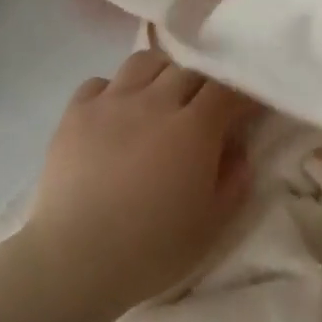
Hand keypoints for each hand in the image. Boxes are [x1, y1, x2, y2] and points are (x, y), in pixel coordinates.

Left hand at [25, 50, 258, 315]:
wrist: (75, 259)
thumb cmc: (151, 249)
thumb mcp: (212, 225)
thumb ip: (234, 180)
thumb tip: (237, 148)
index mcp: (194, 128)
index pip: (227, 89)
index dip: (241, 94)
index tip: (246, 109)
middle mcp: (155, 102)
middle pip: (188, 70)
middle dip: (204, 83)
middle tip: (205, 108)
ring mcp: (112, 102)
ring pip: (145, 62)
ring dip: (161, 74)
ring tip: (160, 98)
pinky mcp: (76, 112)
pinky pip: (100, 82)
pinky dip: (114, 91)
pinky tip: (115, 114)